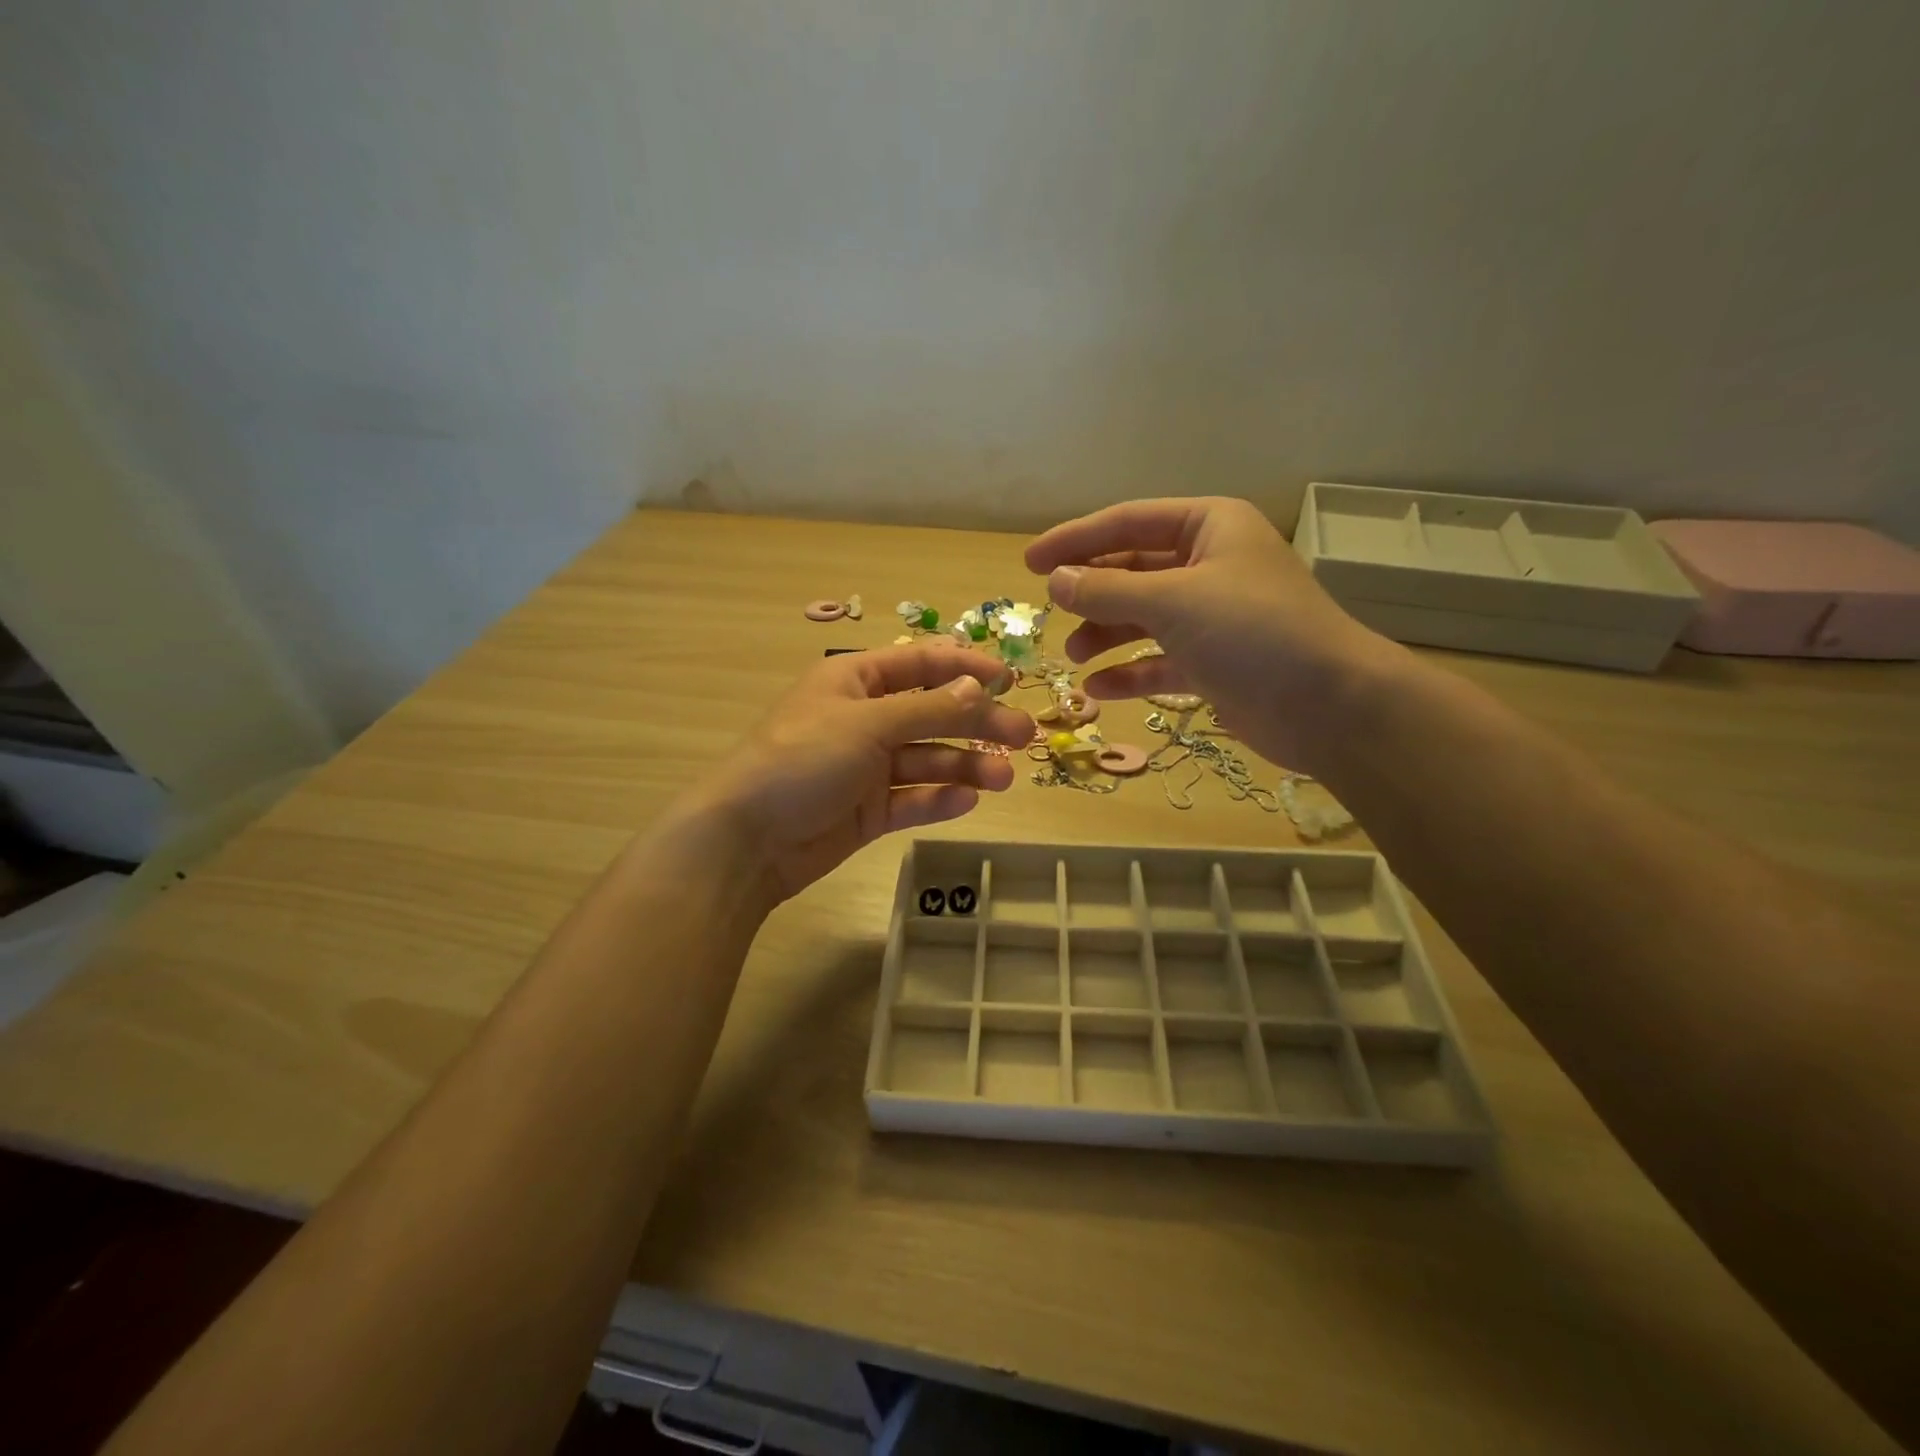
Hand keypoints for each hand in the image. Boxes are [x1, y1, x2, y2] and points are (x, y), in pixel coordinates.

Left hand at [691, 643, 1035, 902]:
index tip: (1009, 678)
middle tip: (1024, 736)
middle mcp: (864, 720)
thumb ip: (928, 709)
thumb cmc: (802, 759)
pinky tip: (967, 801)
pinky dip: (939, 799)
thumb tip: (979, 686)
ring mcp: (866, 768)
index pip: (919, 664)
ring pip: (928, 760)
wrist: (748, 839)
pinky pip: (913, 798)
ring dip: (966, 765)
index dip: (964, 666)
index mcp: (855, 682)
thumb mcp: (868, 724)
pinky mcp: (868, 810)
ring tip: (1003, 779)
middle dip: (977, 722)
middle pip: (932, 714)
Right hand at [1025, 497, 1401, 774]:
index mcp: (1209, 527)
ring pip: (1143, 618)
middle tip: (1050, 613)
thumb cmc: (1252, 632)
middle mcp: (1210, 565)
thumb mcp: (1172, 601)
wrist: (1329, 705)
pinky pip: (1159, 661)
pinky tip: (1098, 690)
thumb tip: (1055, 581)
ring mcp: (1213, 617)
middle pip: (1133, 570)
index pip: (1126, 522)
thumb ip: (1107, 590)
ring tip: (1074, 656)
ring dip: (1106, 635)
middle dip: (1091, 593)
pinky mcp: (1214, 663)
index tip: (1029, 562)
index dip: (1074, 540)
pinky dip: (1129, 673)